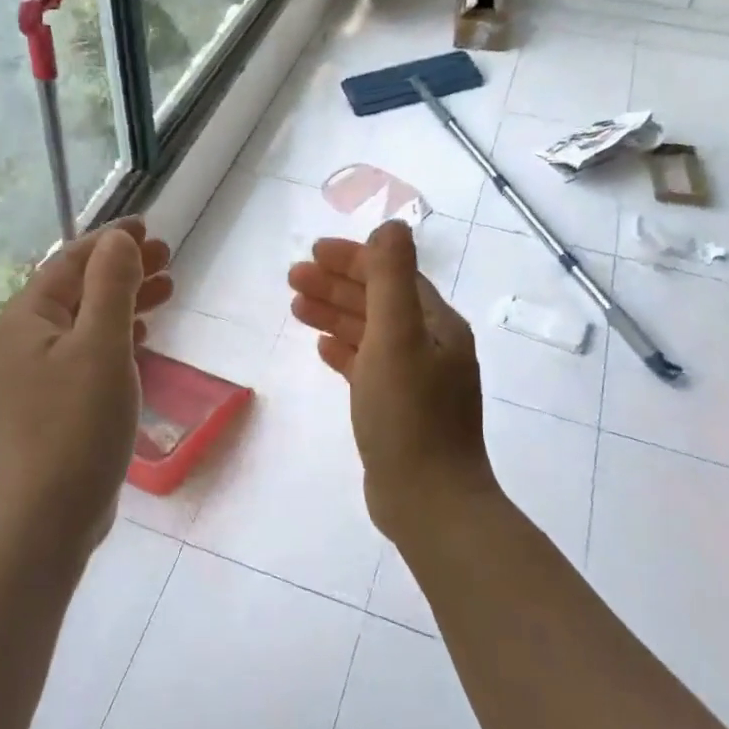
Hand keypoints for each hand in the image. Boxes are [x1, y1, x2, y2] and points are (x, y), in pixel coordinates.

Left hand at [0, 218, 172, 553]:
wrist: (49, 515)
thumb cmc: (77, 425)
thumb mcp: (101, 346)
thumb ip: (111, 286)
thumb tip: (119, 240)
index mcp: (28, 317)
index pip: (70, 261)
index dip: (110, 241)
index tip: (148, 227)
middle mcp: (26, 337)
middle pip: (79, 287)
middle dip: (122, 268)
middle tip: (168, 257)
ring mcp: (39, 371)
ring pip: (86, 319)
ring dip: (125, 299)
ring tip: (167, 288)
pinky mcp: (56, 400)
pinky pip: (88, 350)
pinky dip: (117, 334)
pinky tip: (142, 333)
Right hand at [287, 220, 496, 543]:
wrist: (429, 502)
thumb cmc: (409, 416)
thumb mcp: (397, 338)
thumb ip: (391, 279)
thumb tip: (391, 225)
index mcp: (437, 326)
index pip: (393, 276)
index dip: (353, 259)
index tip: (312, 252)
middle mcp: (431, 347)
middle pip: (380, 302)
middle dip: (336, 285)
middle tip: (292, 278)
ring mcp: (417, 381)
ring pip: (371, 334)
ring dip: (335, 315)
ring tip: (295, 307)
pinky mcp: (400, 410)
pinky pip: (369, 366)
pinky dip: (346, 351)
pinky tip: (322, 348)